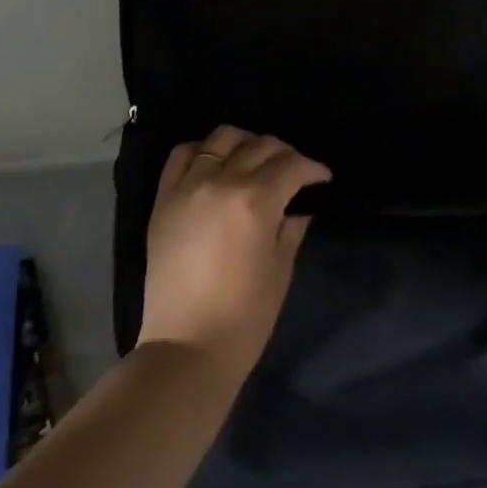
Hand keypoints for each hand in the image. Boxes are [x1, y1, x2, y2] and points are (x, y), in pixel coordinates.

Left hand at [138, 126, 330, 385]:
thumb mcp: (280, 270)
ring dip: (246, 144)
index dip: (313, 169)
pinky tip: (214, 164)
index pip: (292, 165)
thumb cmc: (244, 318)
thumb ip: (291, 227)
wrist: (184, 350)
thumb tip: (299, 204)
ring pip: (222, 138)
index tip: (323, 178)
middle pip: (261, 146)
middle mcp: (222, 182)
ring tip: (253, 162)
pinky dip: (202, 151)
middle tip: (294, 172)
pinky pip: (182, 155)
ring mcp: (188, 187)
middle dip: (285, 154)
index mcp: (256, 200)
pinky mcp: (163, 199)